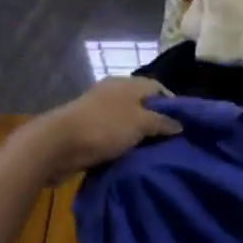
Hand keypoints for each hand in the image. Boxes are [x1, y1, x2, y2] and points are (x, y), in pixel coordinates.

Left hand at [28, 78, 182, 179]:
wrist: (57, 145)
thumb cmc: (104, 127)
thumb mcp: (141, 123)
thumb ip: (162, 122)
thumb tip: (180, 125)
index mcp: (127, 84)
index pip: (158, 88)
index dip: (173, 105)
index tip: (184, 126)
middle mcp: (114, 93)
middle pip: (143, 106)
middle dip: (157, 123)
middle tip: (172, 143)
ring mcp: (99, 112)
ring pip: (129, 122)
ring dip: (140, 137)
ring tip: (155, 154)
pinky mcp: (88, 130)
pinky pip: (114, 136)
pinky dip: (124, 145)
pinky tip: (134, 158)